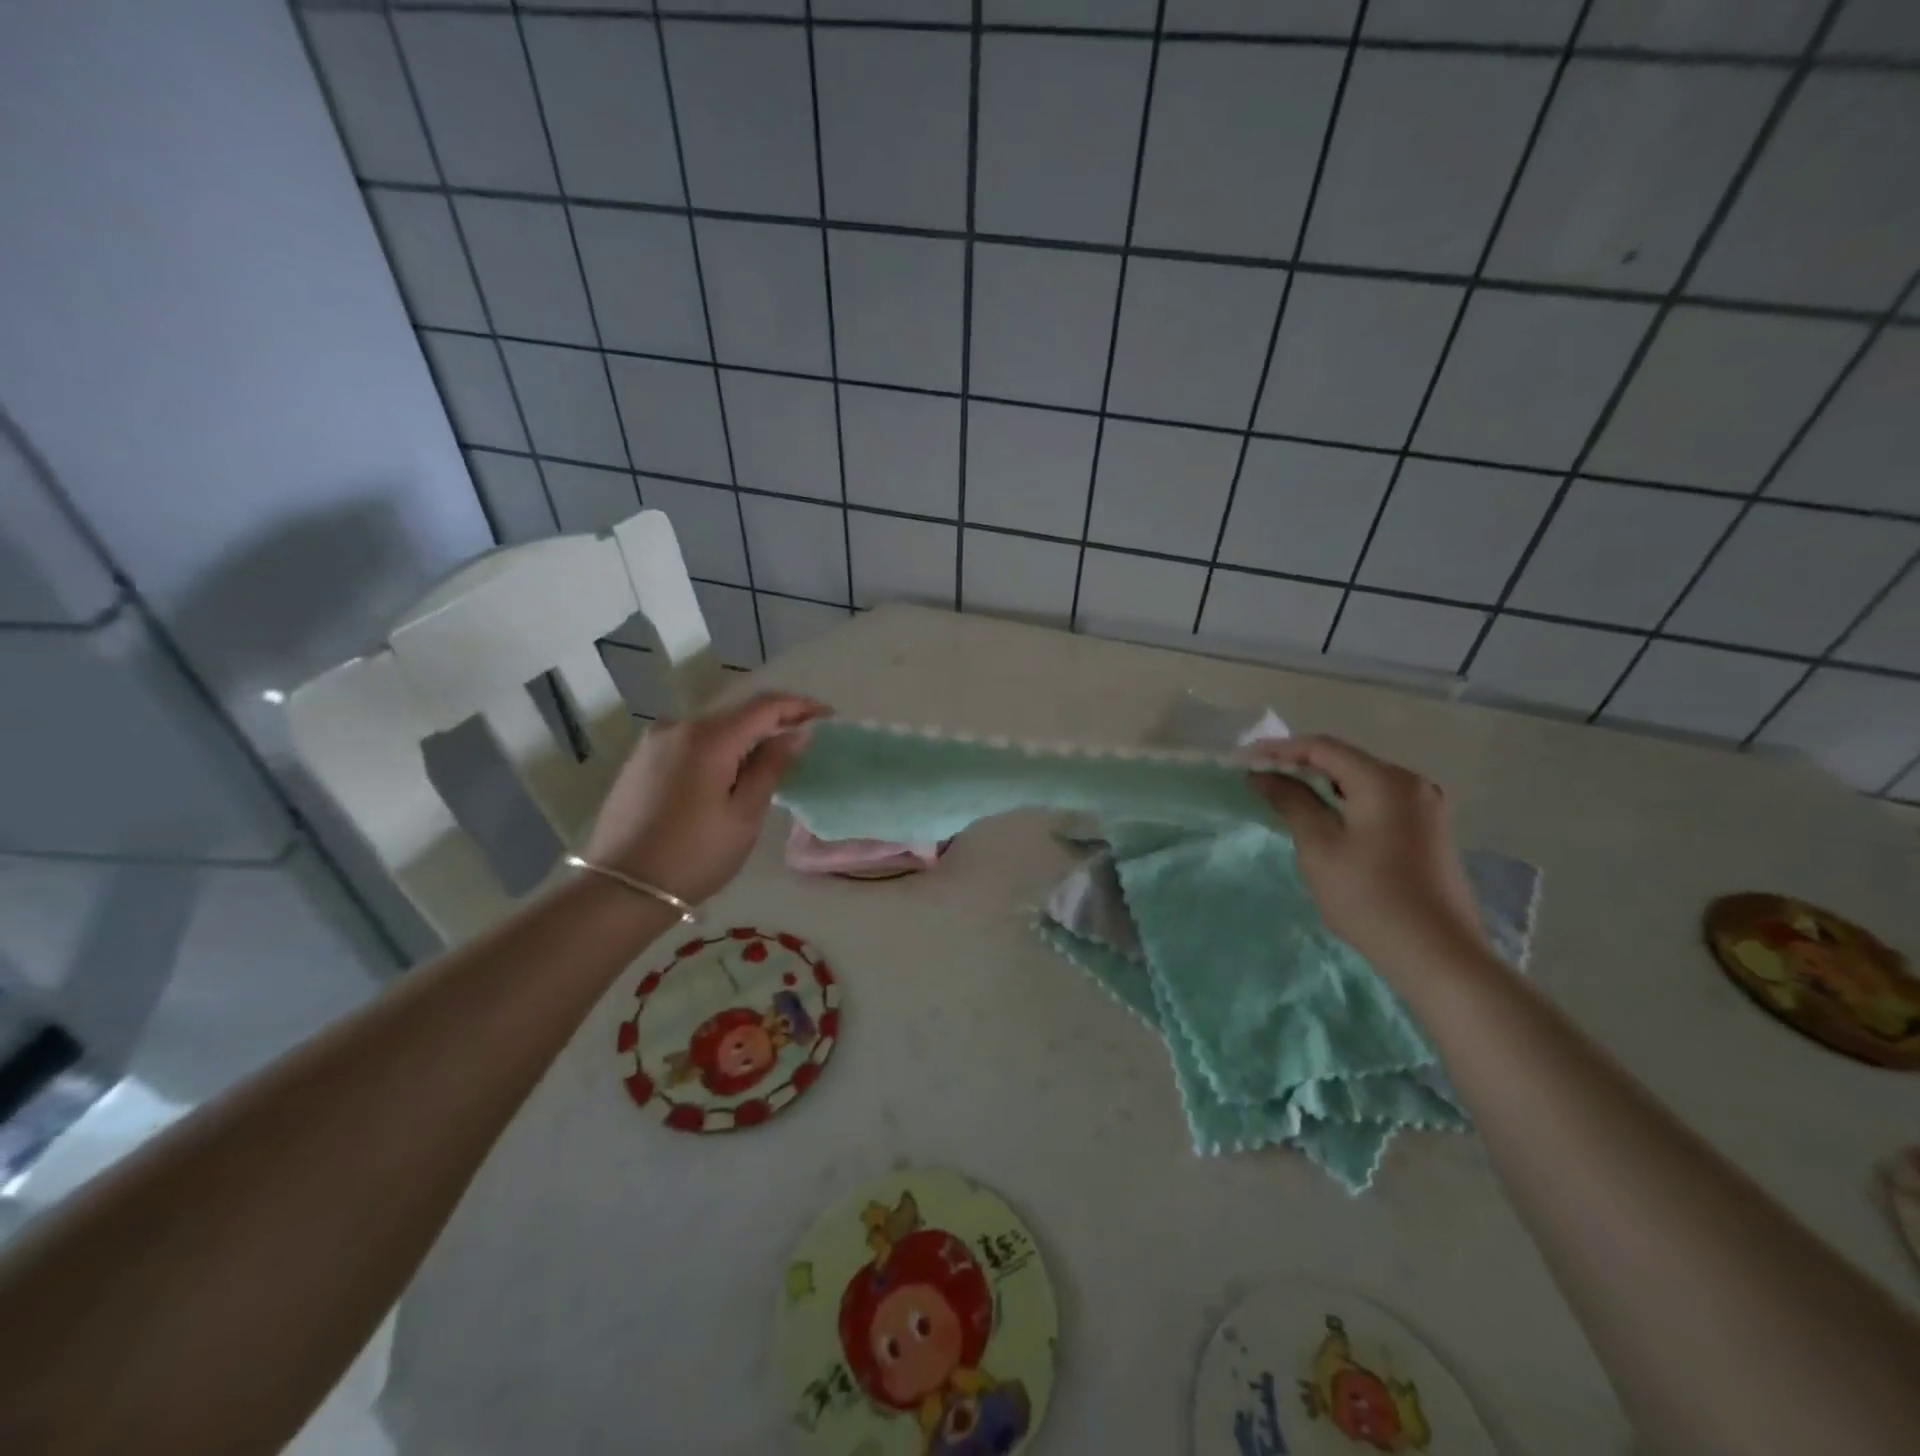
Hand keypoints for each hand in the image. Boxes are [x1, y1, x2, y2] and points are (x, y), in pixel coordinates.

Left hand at [583, 692, 829, 903]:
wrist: (620, 889)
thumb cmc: (694, 855)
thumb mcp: (745, 814)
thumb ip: (772, 766)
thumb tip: (796, 734)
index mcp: (709, 737)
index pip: (765, 706)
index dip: (800, 706)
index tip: (827, 716)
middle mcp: (679, 726)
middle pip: (738, 715)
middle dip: (773, 725)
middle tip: (802, 746)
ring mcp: (655, 742)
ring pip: (714, 730)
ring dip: (744, 741)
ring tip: (767, 768)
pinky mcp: (641, 760)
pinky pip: (691, 744)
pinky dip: (717, 752)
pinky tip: (727, 777)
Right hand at [1247, 735, 1486, 975]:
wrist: (1438, 955)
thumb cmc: (1369, 897)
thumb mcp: (1319, 847)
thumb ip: (1291, 802)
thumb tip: (1262, 774)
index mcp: (1385, 780)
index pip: (1322, 748)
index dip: (1278, 749)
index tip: (1242, 760)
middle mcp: (1411, 783)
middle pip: (1345, 760)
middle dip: (1299, 764)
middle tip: (1258, 776)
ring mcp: (1426, 806)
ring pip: (1362, 780)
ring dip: (1321, 783)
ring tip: (1283, 794)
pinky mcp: (1429, 830)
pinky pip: (1378, 800)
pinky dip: (1345, 800)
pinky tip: (1324, 816)